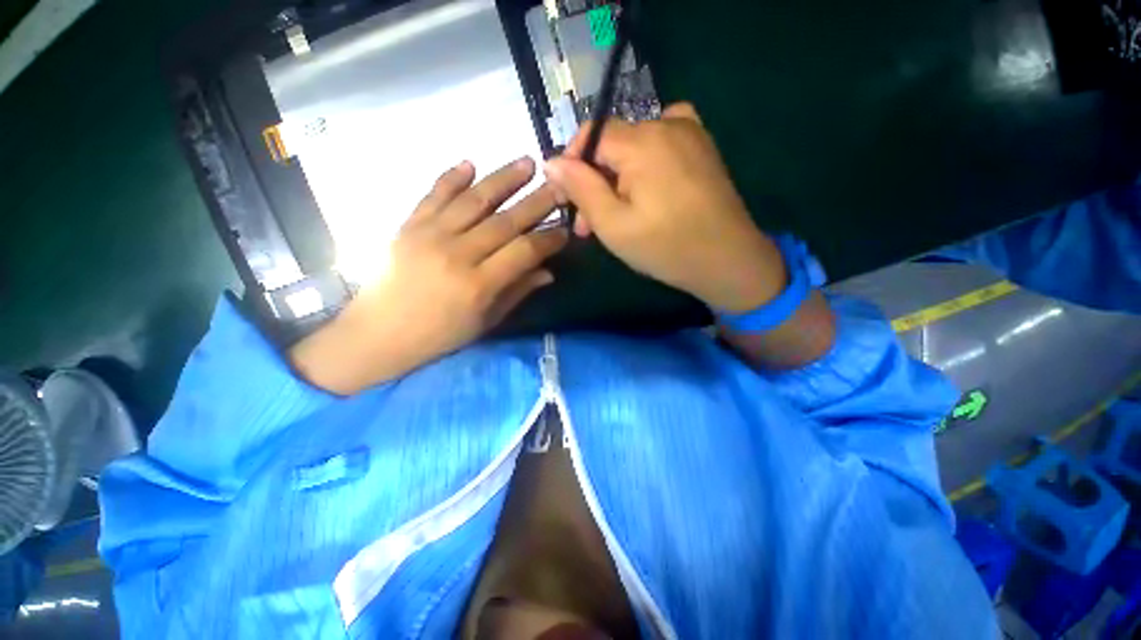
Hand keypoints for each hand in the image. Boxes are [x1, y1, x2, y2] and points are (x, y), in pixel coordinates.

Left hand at [291, 158, 567, 394]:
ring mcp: (430, 235)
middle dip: (537, 202)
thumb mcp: (485, 321)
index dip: (549, 239)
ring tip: (527, 162)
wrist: (379, 333)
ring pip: (474, 200)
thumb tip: (548, 272)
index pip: (524, 251)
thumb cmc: (439, 335)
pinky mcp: (409, 225)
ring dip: (503, 179)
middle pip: (505, 221)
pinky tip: (470, 162)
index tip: (564, 230)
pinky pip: (434, 195)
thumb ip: (517, 292)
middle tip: (559, 187)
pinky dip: (452, 177)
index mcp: (478, 285)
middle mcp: (457, 254)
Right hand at [543, 102, 785, 312]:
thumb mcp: (612, 225)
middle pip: (613, 144)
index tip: (568, 199)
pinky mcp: (703, 146)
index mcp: (643, 141)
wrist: (728, 260)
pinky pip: (661, 143)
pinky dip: (645, 165)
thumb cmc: (666, 248)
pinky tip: (648, 190)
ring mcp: (691, 131)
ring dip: (619, 178)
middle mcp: (668, 123)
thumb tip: (551, 161)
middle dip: (596, 181)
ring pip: (635, 147)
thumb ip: (580, 189)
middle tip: (590, 224)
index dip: (573, 164)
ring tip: (618, 215)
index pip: (591, 135)